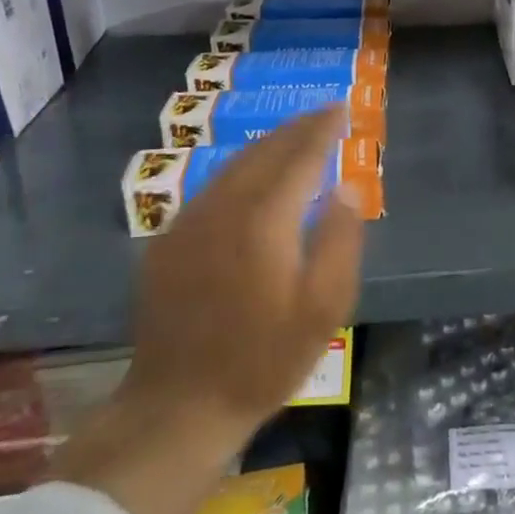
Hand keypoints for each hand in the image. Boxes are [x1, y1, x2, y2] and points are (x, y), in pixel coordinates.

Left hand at [54, 107, 365, 513]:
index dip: (323, 129)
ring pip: (234, 164)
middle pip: (265, 150)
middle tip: (323, 114)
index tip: (342, 108)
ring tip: (294, 136)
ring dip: (268, 144)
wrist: (178, 405)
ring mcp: (189, 222)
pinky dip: (240, 169)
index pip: (301, 156)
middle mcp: (224, 207)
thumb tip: (346, 188)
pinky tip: (251, 177)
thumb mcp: (323, 308)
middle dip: (297, 128)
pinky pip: (212, 187)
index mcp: (265, 219)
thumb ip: (340, 240)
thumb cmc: (264, 359)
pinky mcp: (168, 242)